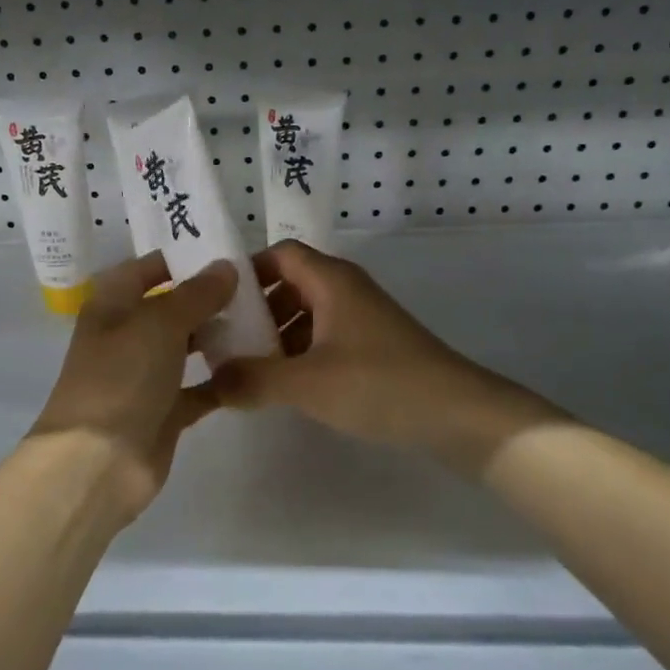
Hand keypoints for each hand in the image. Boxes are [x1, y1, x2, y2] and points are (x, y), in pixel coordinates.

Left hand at [30, 253, 236, 517]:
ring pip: (186, 347)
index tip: (228, 252)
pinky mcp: (163, 411)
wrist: (97, 462)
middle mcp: (127, 335)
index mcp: (113, 305)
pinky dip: (222, 380)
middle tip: (257, 288)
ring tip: (263, 321)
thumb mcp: (159, 322)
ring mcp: (144, 375)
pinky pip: (199, 388)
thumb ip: (196, 293)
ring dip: (217, 336)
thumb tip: (225, 266)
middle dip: (209, 298)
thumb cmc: (122, 377)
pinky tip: (256, 367)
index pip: (148, 268)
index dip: (183, 258)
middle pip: (171, 307)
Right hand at [209, 241, 545, 476]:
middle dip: (256, 310)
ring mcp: (363, 320)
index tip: (216, 304)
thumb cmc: (379, 384)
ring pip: (307, 314)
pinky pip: (325, 339)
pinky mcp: (374, 348)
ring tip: (249, 369)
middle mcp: (346, 290)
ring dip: (277, 336)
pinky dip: (300, 354)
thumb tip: (210, 383)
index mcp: (331, 280)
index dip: (246, 272)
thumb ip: (253, 379)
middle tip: (225, 342)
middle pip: (290, 284)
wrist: (459, 415)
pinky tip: (287, 386)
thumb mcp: (307, 383)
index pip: (279, 254)